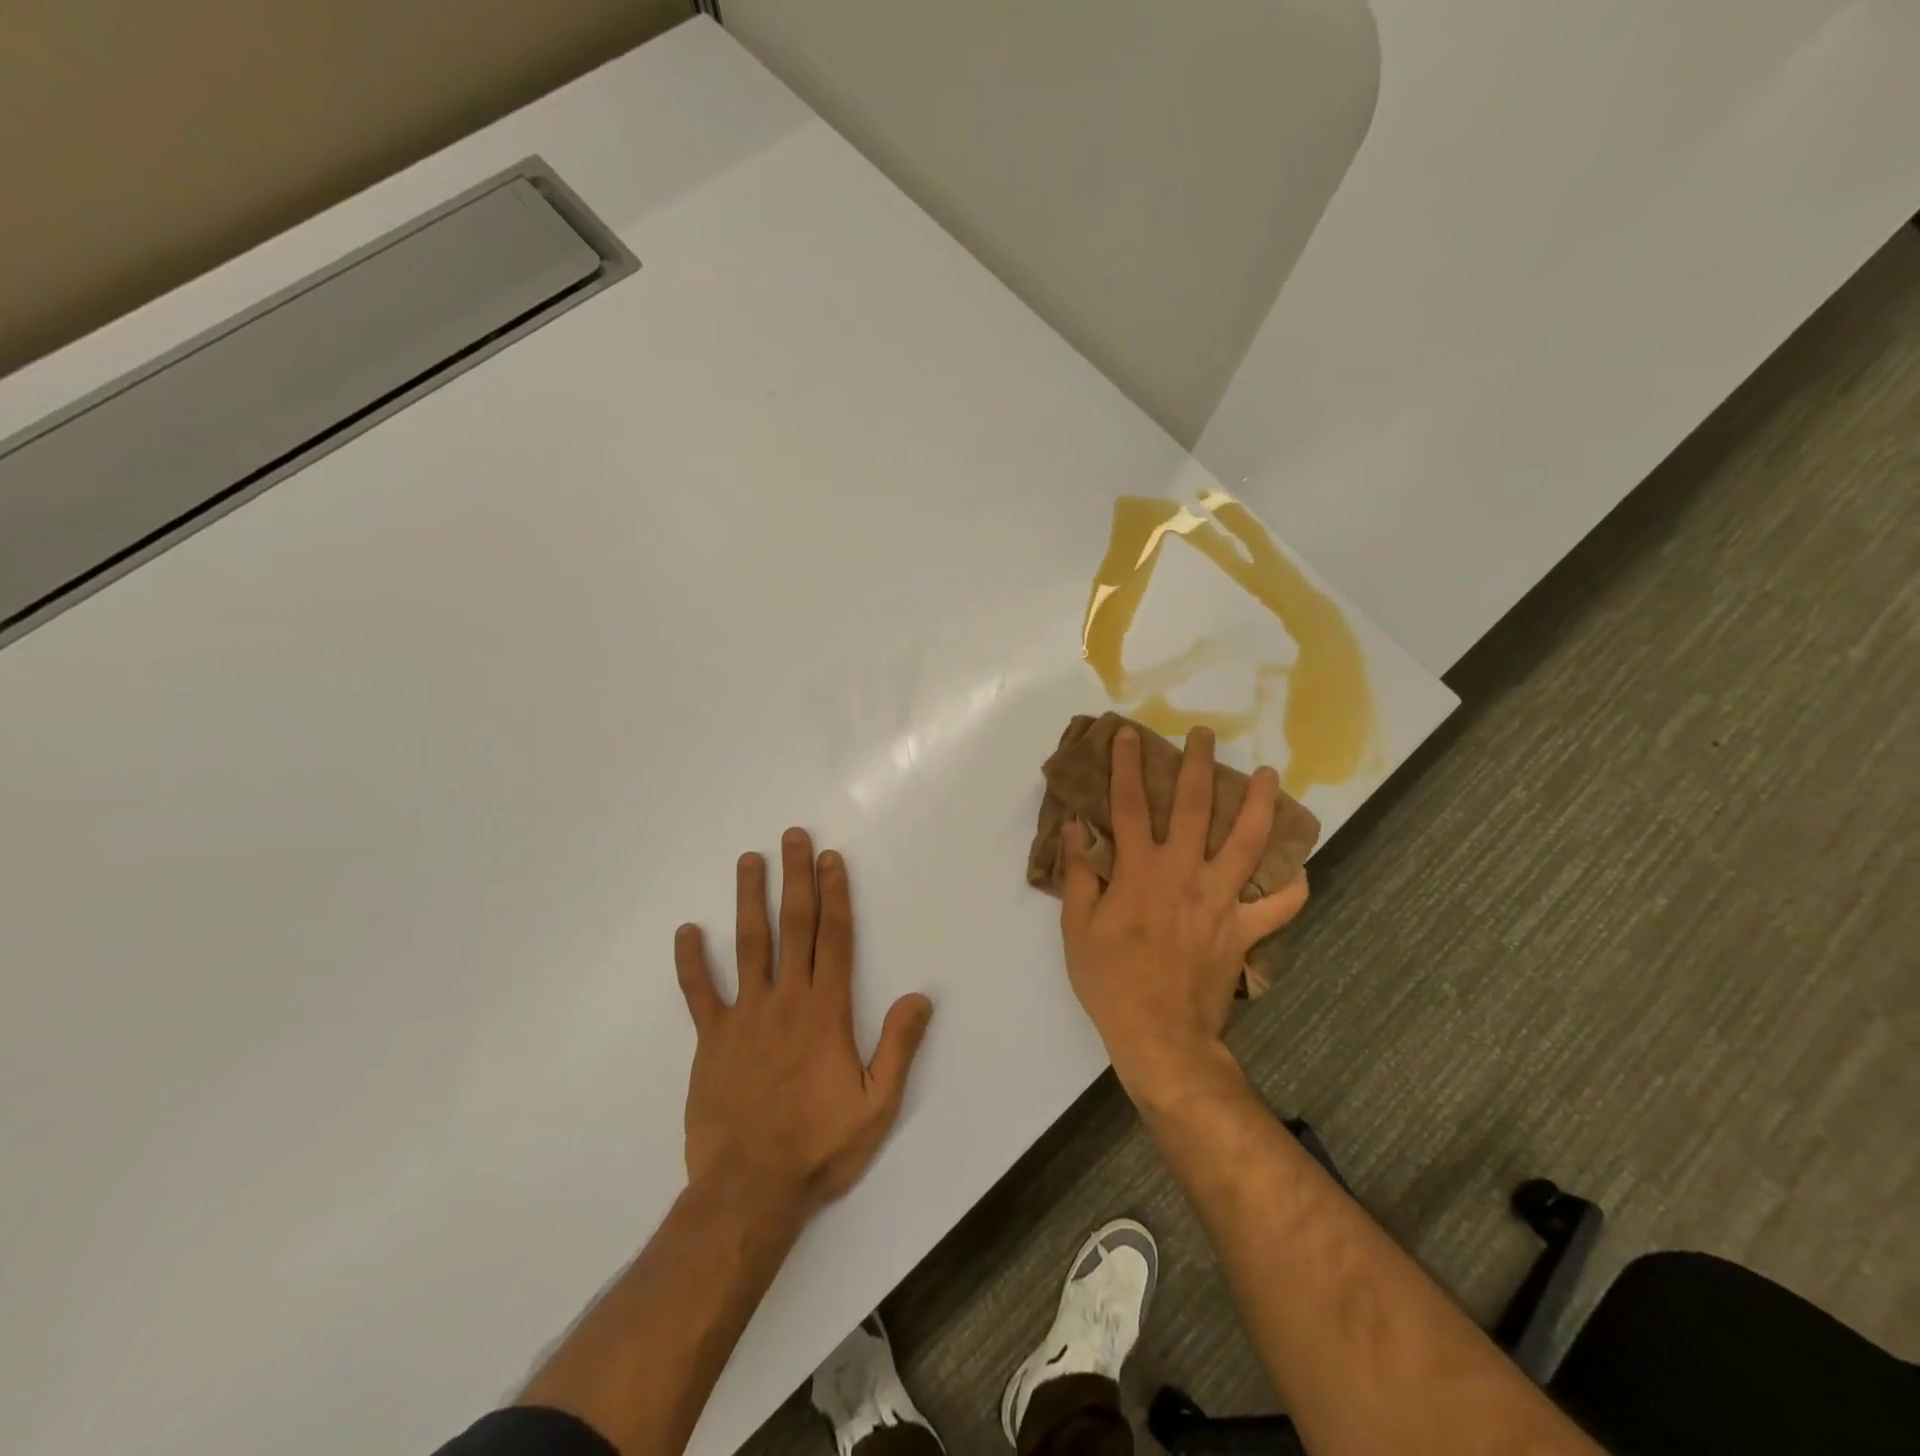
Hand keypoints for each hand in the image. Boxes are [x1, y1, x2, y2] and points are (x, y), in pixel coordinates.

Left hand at [674, 828, 933, 1215]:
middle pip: (793, 927)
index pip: (834, 939)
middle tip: (793, 837)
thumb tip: (920, 996)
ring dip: (749, 899)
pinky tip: (687, 931)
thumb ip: (899, 1046)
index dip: (834, 895)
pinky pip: (700, 993)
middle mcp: (787, 1000)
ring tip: (749, 860)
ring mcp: (745, 1016)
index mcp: (827, 1011)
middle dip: (795, 878)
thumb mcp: (877, 1104)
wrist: (750, 1190)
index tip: (831, 859)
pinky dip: (692, 962)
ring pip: (748, 945)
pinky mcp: (711, 1039)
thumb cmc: (820, 1146)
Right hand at [1059, 726, 1308, 1105]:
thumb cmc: (1110, 980)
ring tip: (1270, 777)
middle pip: (1196, 809)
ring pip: (1249, 844)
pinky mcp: (1245, 931)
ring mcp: (1221, 901)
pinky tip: (1300, 870)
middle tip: (1205, 736)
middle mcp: (1184, 874)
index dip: (1127, 766)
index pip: (1131, 805)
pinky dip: (1293, 888)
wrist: (1159, 1035)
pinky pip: (1279, 906)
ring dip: (1261, 806)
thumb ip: (1080, 873)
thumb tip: (1076, 827)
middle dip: (1199, 766)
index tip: (1128, 734)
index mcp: (1140, 871)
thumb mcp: (1077, 927)